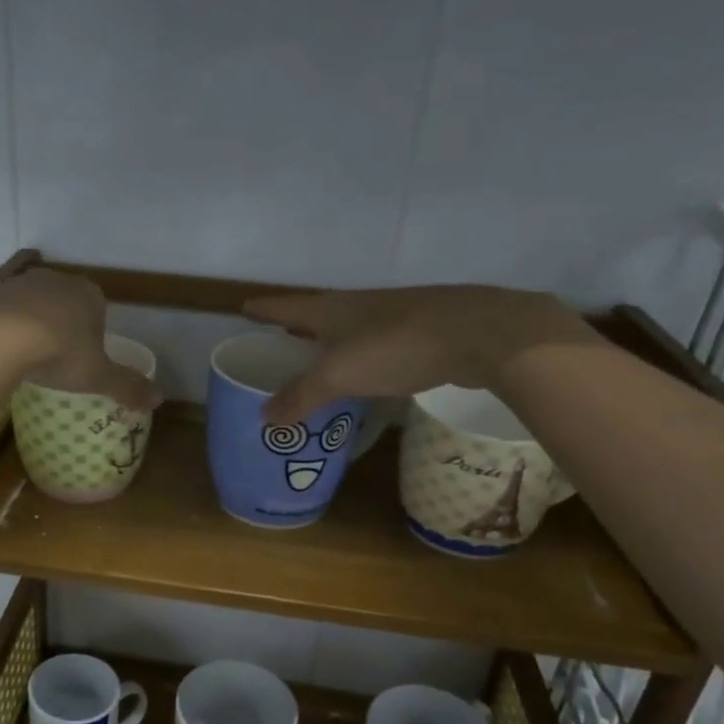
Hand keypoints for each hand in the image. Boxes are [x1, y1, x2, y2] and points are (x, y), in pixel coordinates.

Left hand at [0, 268, 158, 410]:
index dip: (93, 331)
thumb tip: (158, 400)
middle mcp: (57, 280)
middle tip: (56, 355)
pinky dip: (1, 305)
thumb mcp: (98, 377)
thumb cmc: (59, 354)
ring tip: (24, 351)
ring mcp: (20, 280)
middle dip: (63, 321)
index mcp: (90, 295)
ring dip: (32, 316)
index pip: (98, 308)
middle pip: (65, 299)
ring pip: (32, 297)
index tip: (84, 356)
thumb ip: (128, 387)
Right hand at [243, 284, 597, 423]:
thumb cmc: (396, 347)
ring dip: (329, 343)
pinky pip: (376, 344)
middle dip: (295, 327)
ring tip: (315, 362)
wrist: (479, 334)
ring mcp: (392, 316)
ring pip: (349, 329)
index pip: (286, 305)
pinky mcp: (421, 332)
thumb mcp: (339, 375)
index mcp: (331, 309)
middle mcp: (358, 305)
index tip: (243, 308)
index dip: (263, 309)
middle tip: (276, 342)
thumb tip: (263, 417)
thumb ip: (301, 396)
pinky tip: (367, 374)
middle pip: (316, 314)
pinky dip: (360, 357)